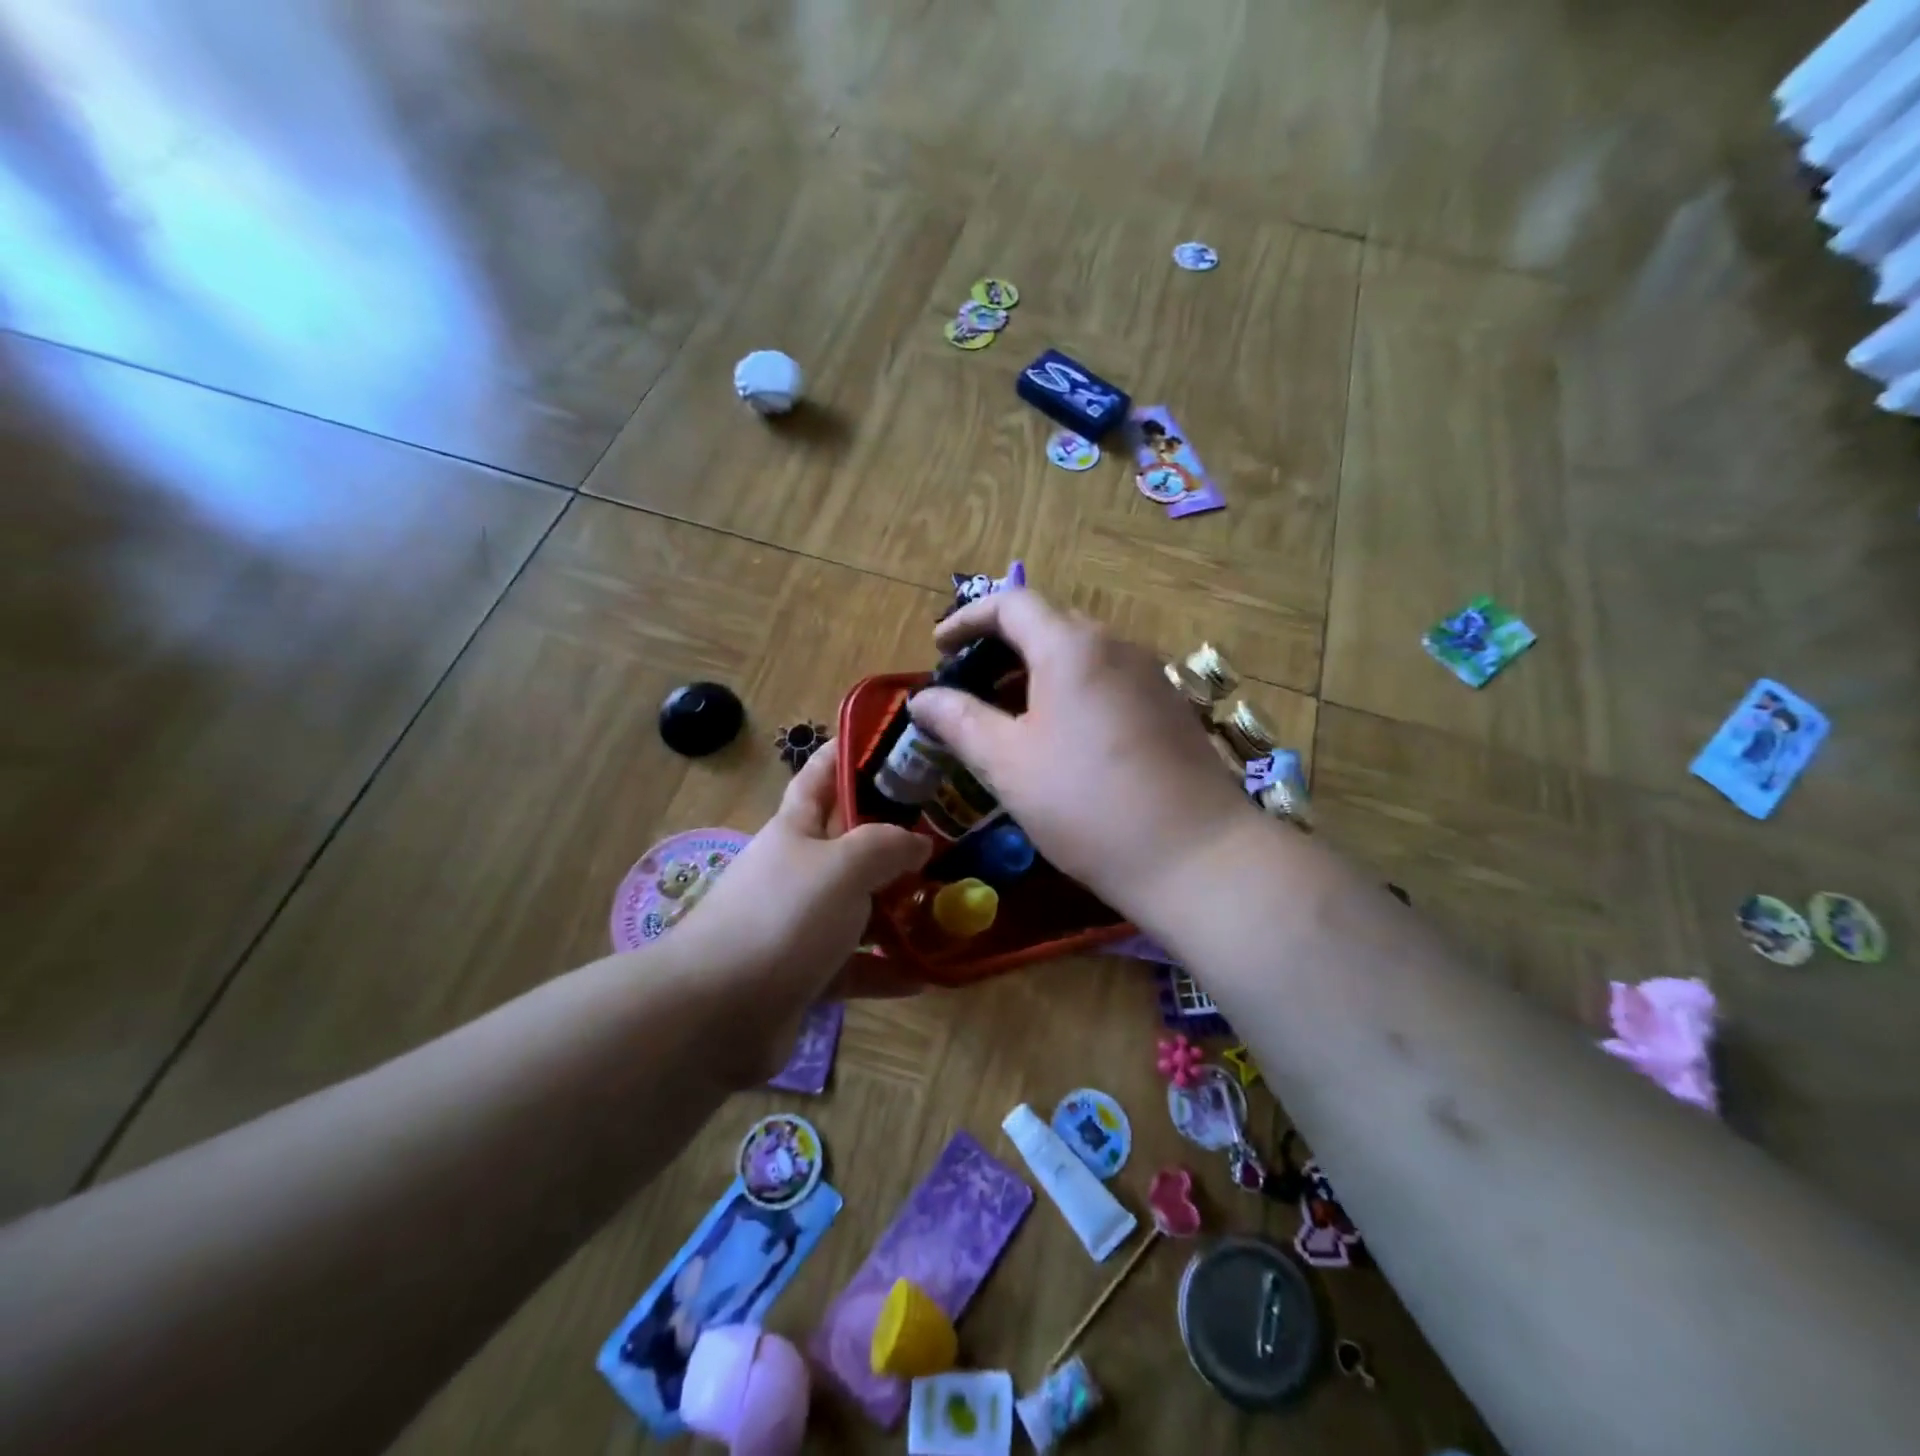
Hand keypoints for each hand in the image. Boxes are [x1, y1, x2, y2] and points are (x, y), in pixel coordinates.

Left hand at [662, 740, 929, 1067]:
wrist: (714, 1013)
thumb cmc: (781, 918)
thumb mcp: (842, 866)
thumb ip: (887, 846)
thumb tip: (919, 843)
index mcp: (796, 829)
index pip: (820, 775)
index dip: (847, 752)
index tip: (891, 740)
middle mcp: (799, 871)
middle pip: (852, 845)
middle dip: (897, 839)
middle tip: (952, 833)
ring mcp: (801, 926)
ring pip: (861, 909)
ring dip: (901, 910)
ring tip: (953, 907)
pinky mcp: (807, 975)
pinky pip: (857, 965)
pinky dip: (888, 969)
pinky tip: (928, 974)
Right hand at [908, 589, 1258, 920]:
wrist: (1196, 855)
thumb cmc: (1086, 804)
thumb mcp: (1007, 763)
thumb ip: (959, 721)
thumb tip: (922, 698)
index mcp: (1071, 647)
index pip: (1012, 603)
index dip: (967, 619)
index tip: (938, 648)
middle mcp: (1116, 646)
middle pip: (1048, 625)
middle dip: (1000, 648)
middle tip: (969, 687)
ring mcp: (1150, 677)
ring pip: (1081, 656)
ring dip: (1036, 673)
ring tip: (1007, 717)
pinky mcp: (1170, 709)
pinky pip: (1108, 682)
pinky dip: (1071, 693)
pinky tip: (1060, 740)